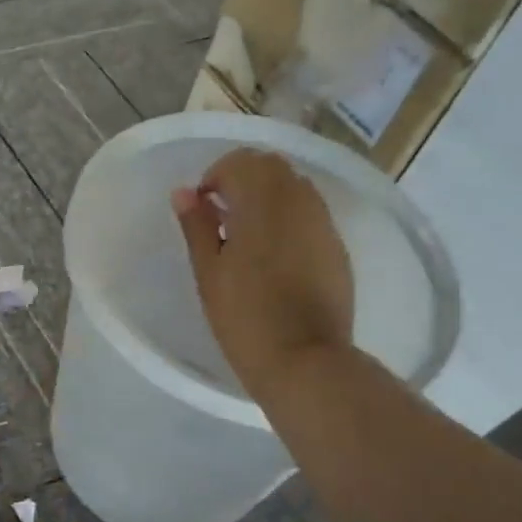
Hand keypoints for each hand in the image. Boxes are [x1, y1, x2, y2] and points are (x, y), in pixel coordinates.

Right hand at [172, 149, 354, 400]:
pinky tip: (275, 256)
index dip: (216, 177)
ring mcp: (324, 223)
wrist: (304, 360)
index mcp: (263, 202)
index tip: (203, 208)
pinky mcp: (337, 247)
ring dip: (268, 197)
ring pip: (295, 187)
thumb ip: (197, 226)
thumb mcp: (209, 273)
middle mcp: (299, 201)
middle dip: (243, 180)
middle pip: (271, 166)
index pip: (240, 162)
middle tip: (222, 217)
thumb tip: (184, 193)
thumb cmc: (245, 318)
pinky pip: (311, 214)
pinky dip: (289, 218)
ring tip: (247, 237)